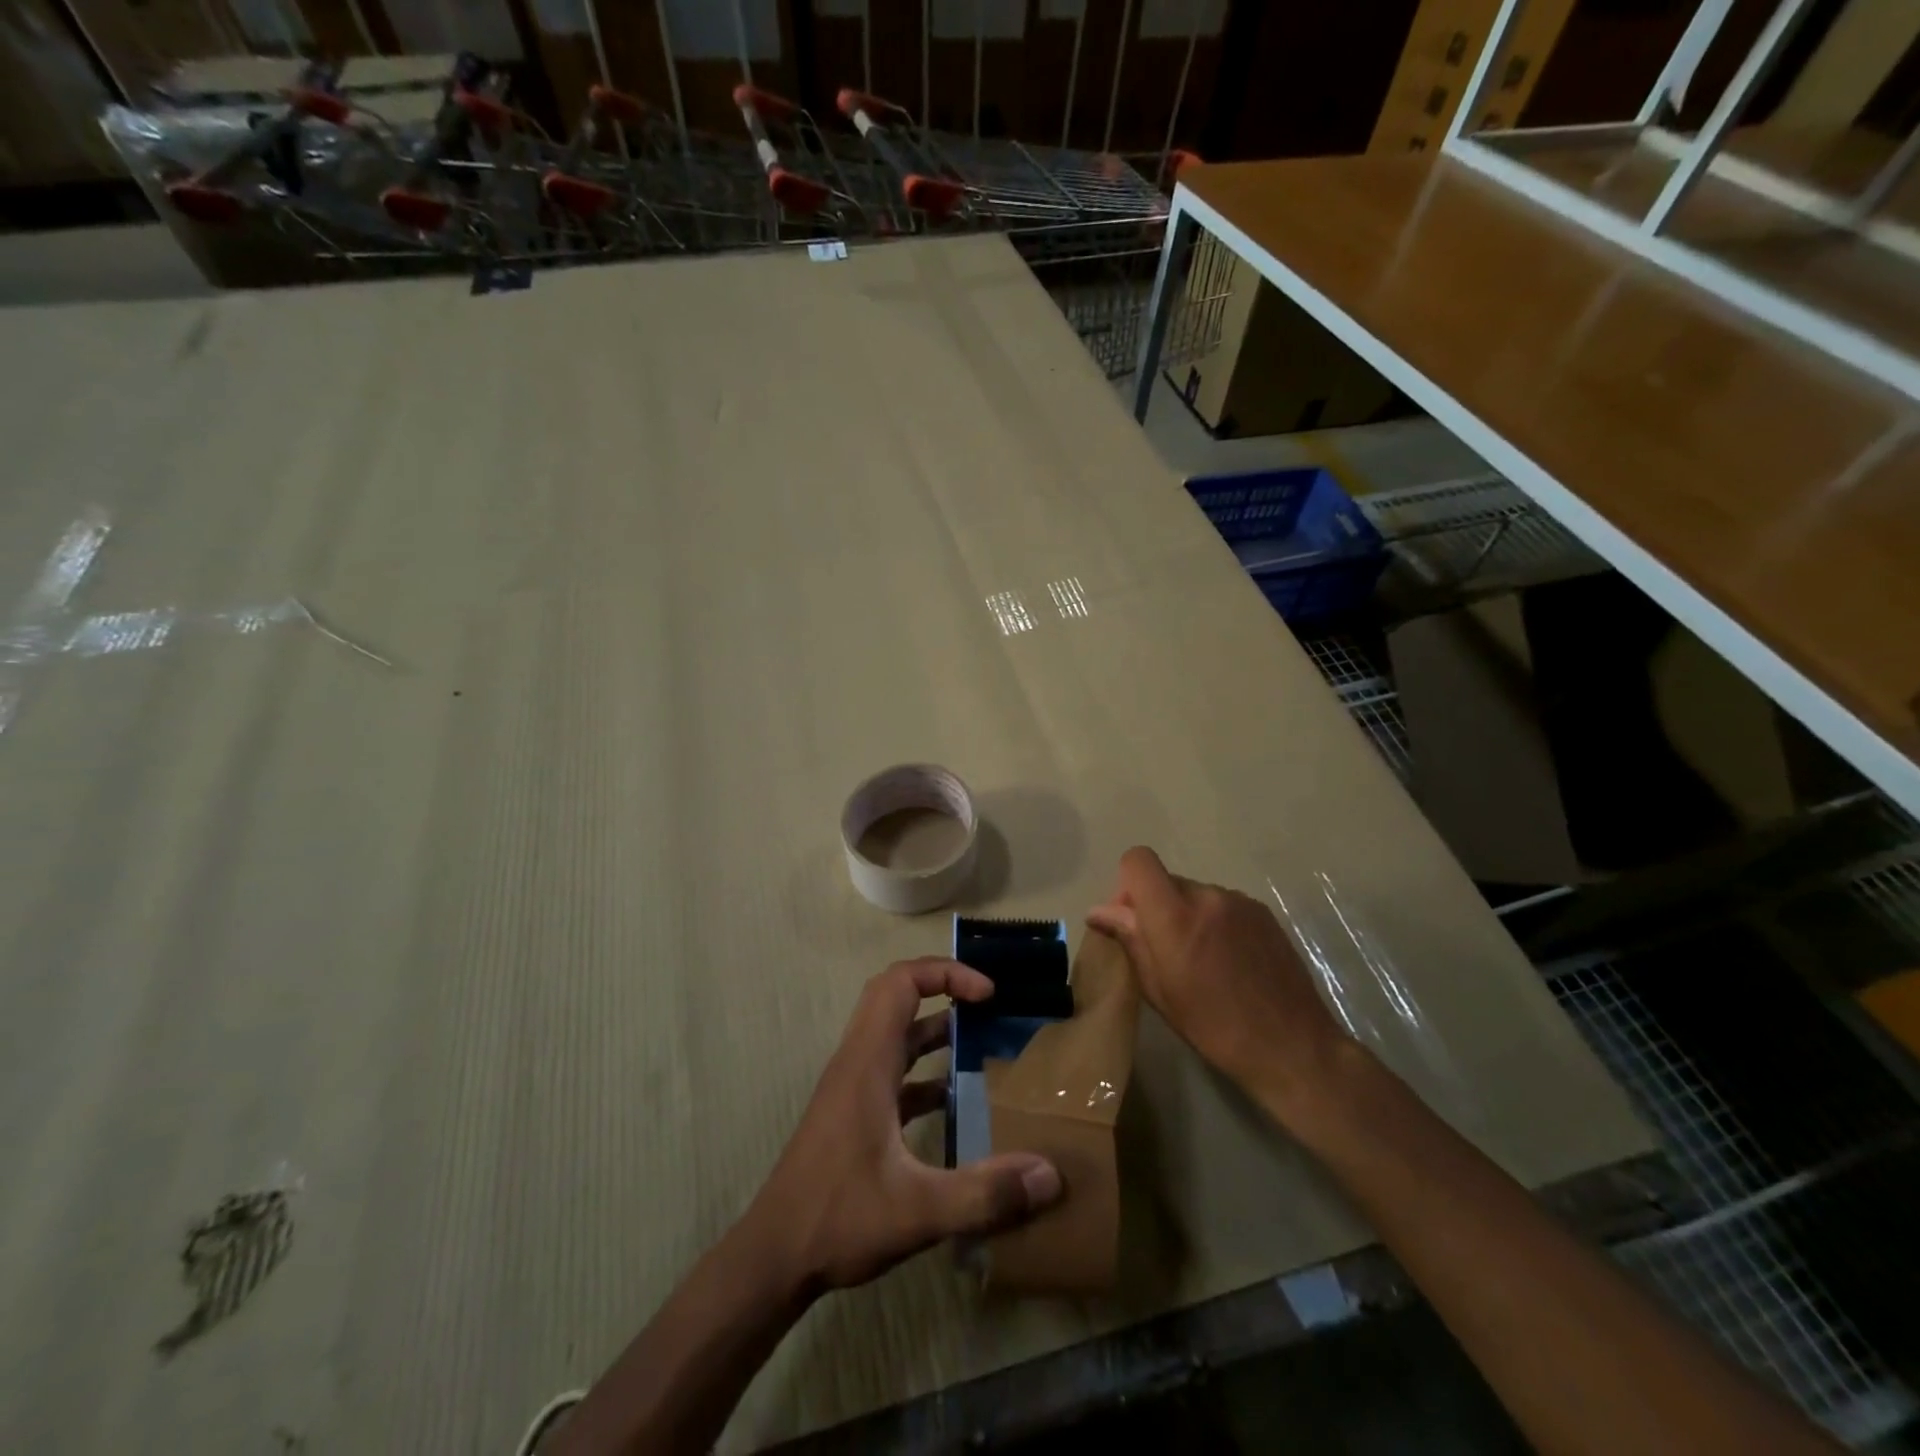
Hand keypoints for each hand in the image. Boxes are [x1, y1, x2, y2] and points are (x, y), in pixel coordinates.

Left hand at [744, 957, 1063, 1293]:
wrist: (773, 1257)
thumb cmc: (838, 1218)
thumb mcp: (918, 1211)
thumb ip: (985, 1193)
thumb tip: (1050, 1174)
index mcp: (868, 1062)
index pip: (900, 983)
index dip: (945, 973)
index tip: (987, 994)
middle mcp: (858, 1062)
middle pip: (895, 997)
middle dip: (942, 988)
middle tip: (987, 1006)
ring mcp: (853, 1087)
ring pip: (895, 1034)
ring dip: (935, 1030)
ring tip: (982, 1045)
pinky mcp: (853, 1113)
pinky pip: (894, 1071)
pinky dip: (925, 1072)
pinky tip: (955, 1104)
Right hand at [1087, 847, 1349, 1114]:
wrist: (1292, 1047)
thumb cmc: (1215, 1027)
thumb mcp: (1159, 990)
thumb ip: (1130, 940)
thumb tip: (1100, 911)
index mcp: (1175, 916)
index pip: (1138, 861)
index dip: (1126, 884)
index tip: (1131, 920)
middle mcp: (1207, 896)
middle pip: (1166, 880)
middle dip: (1155, 906)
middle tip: (1162, 951)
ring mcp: (1239, 901)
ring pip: (1194, 893)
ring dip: (1186, 915)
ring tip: (1201, 960)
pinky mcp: (1262, 912)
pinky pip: (1221, 904)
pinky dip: (1213, 922)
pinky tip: (1226, 960)